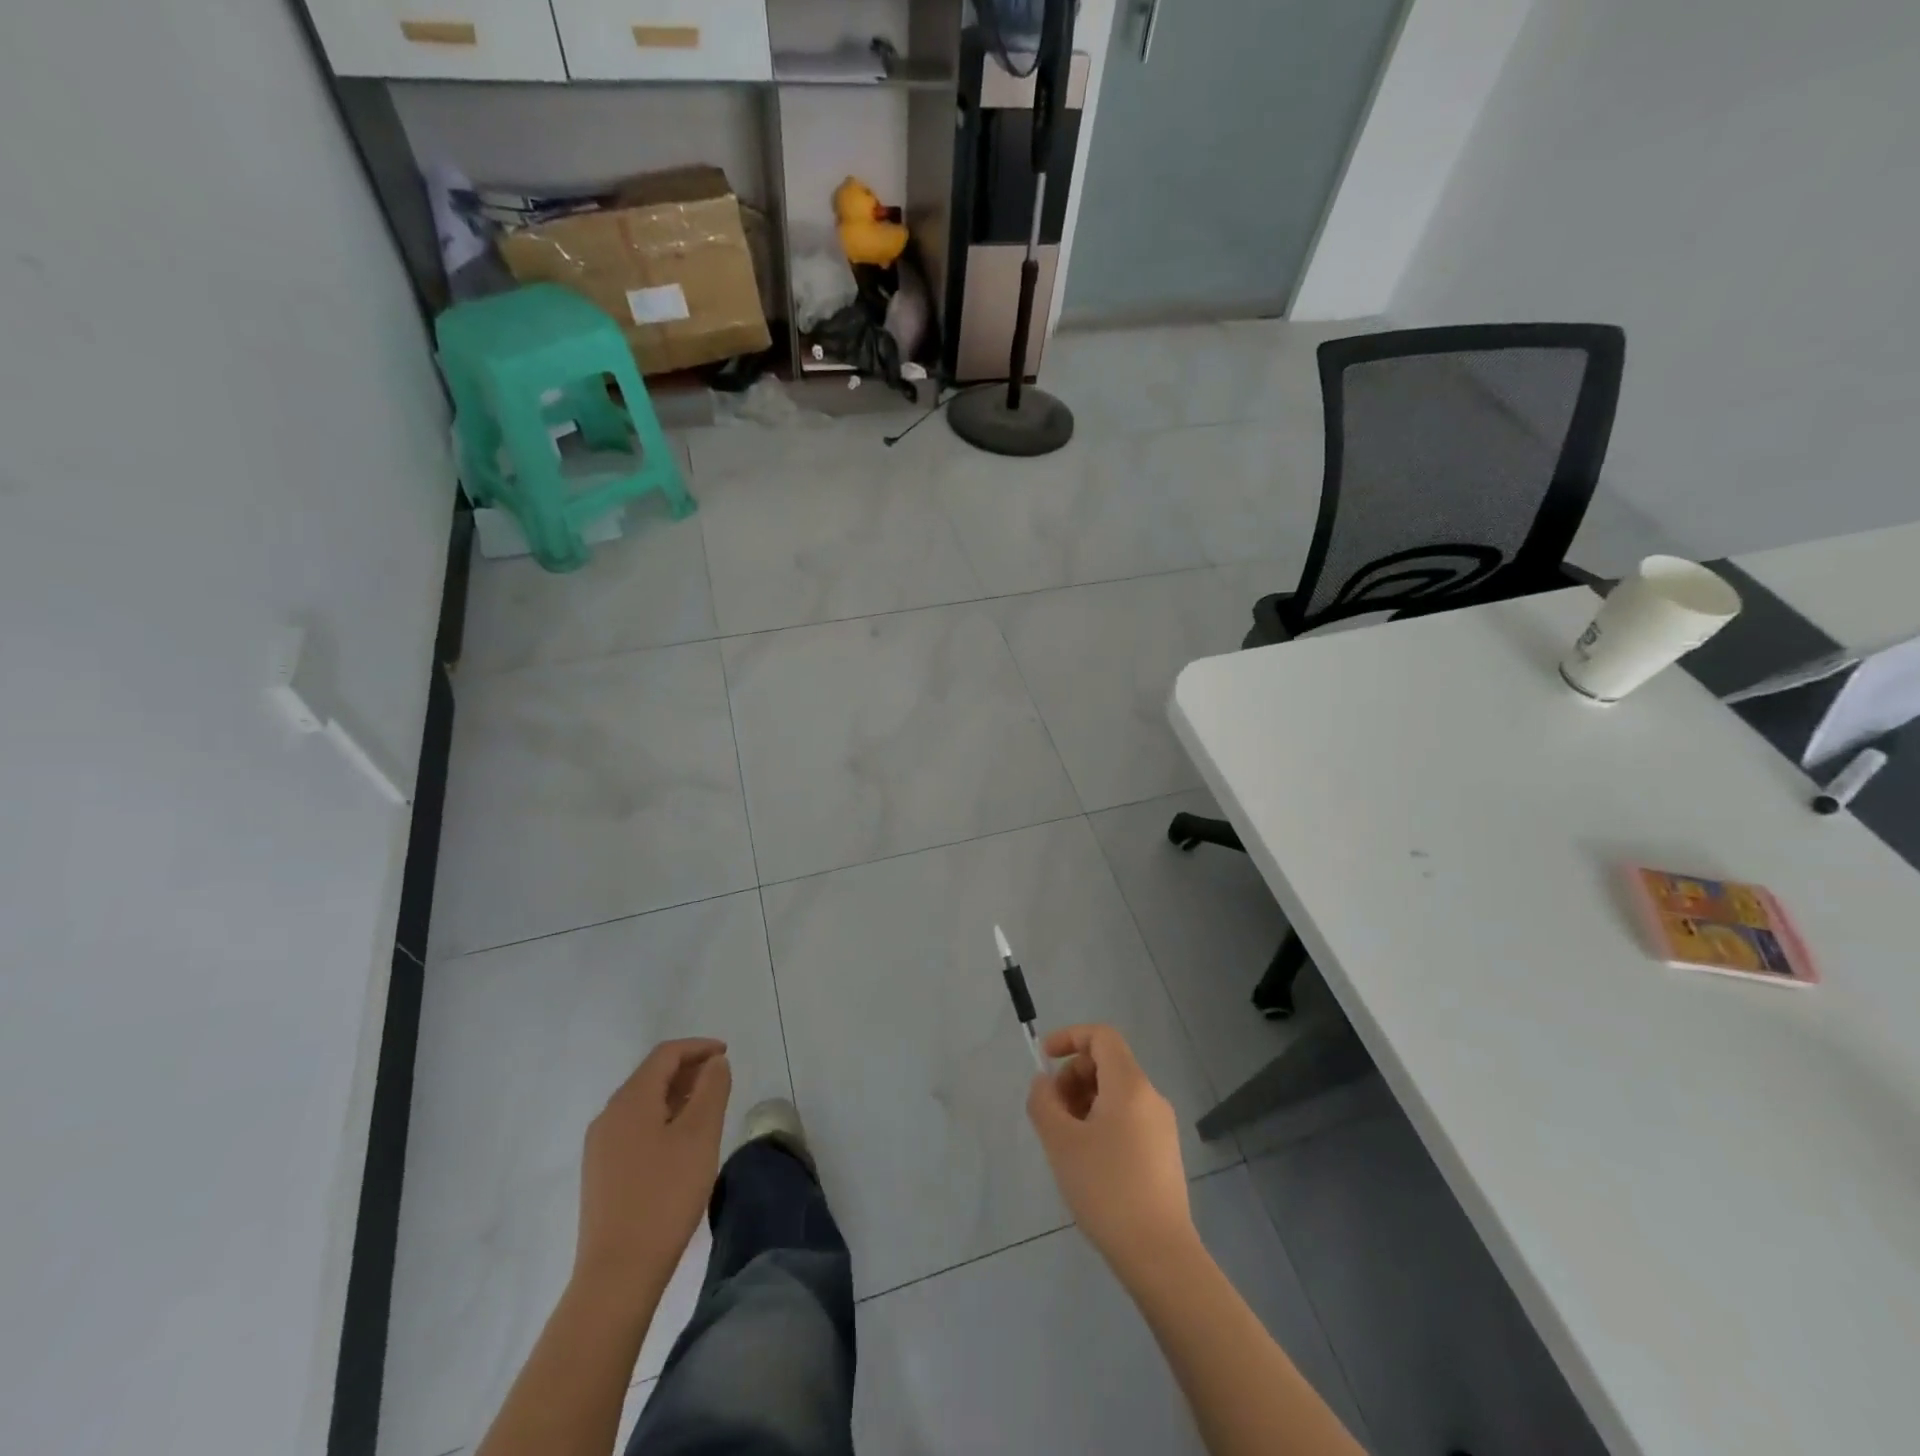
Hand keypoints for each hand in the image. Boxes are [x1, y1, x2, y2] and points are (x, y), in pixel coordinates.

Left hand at [575, 1038, 731, 1303]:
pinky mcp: (601, 1173)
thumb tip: (714, 1062)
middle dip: (688, 1070)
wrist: (617, 1273)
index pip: (665, 1054)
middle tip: (721, 1080)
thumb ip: (711, 1089)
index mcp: (630, 1100)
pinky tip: (681, 1142)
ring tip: (707, 1108)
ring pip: (643, 1103)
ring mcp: (600, 1146)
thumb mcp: (700, 1135)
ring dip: (676, 1095)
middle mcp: (609, 1115)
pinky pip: (635, 1127)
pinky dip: (662, 1119)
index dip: (698, 1047)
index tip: (727, 1054)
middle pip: (651, 1076)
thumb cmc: (665, 1195)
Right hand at [1026, 1024, 1193, 1271]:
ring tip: (1066, 1140)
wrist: (1159, 1255)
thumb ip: (1044, 1102)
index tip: (1044, 1060)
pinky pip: (1128, 1117)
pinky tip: (1089, 1160)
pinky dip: (1102, 1121)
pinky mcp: (1164, 1152)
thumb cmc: (1106, 1189)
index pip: (1101, 1036)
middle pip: (1107, 1063)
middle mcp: (1151, 1096)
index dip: (1069, 1037)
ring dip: (1084, 1101)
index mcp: (1130, 1085)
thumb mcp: (1061, 1142)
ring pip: (1116, 1093)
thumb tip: (1044, 1082)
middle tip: (1052, 1112)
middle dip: (1073, 1076)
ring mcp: (1162, 1125)